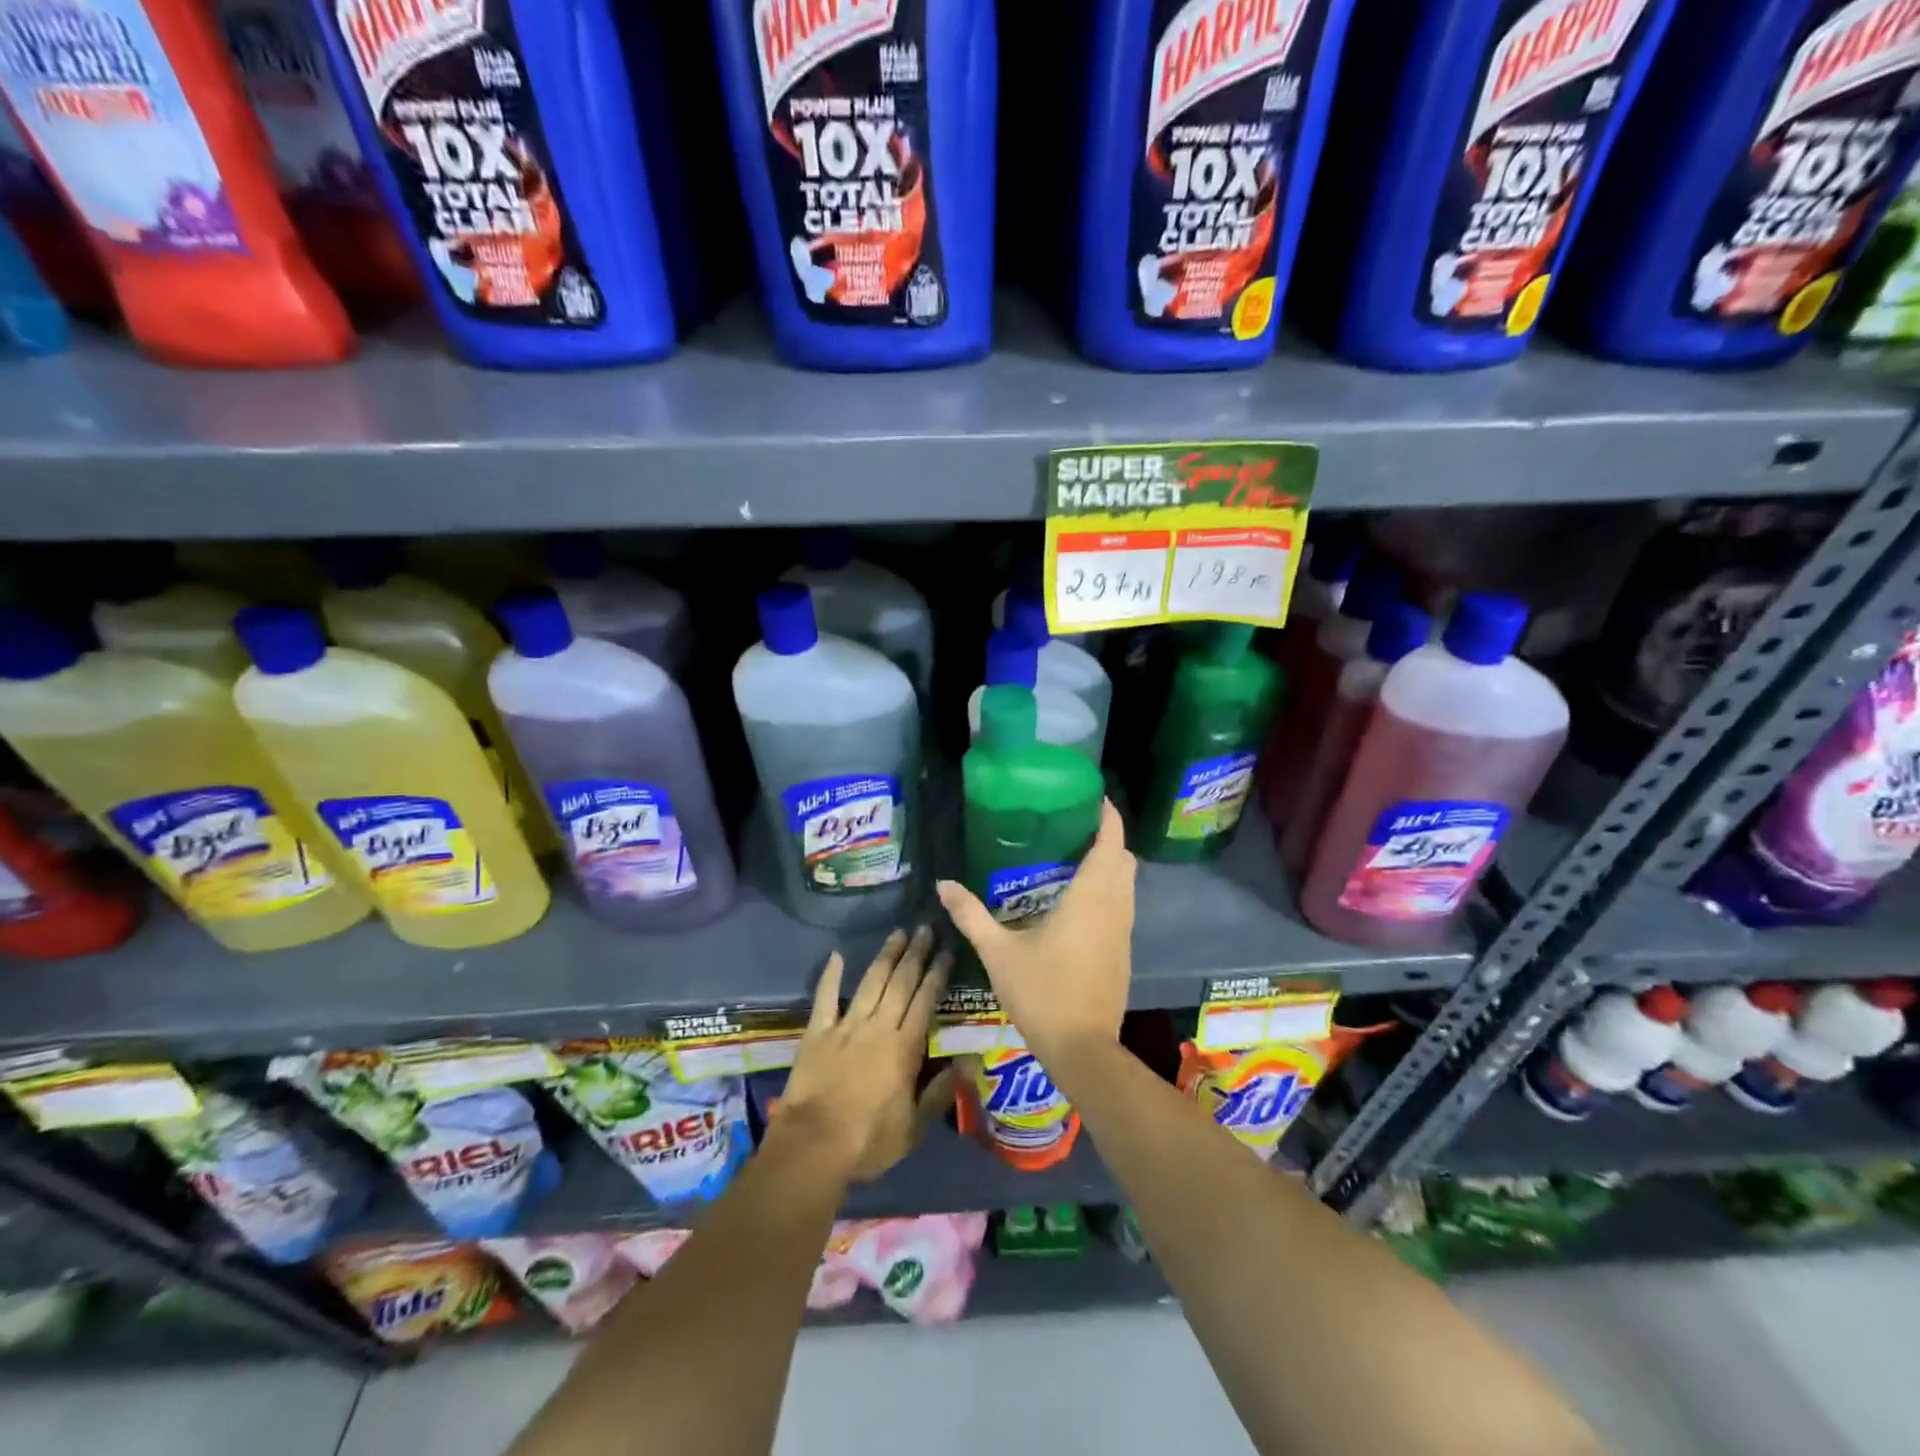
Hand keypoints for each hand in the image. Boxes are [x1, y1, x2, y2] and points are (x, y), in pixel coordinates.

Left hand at [775, 927, 955, 1182]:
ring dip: (886, 956)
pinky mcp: (817, 1032)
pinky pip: (826, 997)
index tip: (946, 951)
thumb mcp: (914, 1128)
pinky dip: (831, 975)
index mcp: (905, 1047)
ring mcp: (846, 1026)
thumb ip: (940, 1093)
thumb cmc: (868, 1141)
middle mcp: (878, 1027)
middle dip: (916, 954)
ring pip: (871, 982)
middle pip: (901, 982)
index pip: (925, 1001)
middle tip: (925, 928)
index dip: (937, 974)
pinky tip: (837, 955)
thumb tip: (967, 1063)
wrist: (813, 1146)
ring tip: (898, 933)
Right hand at [935, 799, 1133, 1066]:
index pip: (1111, 842)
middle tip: (1074, 826)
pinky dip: (1109, 889)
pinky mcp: (1123, 951)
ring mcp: (1124, 931)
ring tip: (1074, 855)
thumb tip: (942, 883)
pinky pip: (1123, 905)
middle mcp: (1115, 907)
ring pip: (1127, 884)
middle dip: (1107, 837)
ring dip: (1110, 864)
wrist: (1083, 1048)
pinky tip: (1078, 900)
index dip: (1108, 816)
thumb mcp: (998, 952)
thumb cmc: (1042, 992)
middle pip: (1124, 859)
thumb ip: (971, 914)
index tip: (1094, 798)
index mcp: (1091, 897)